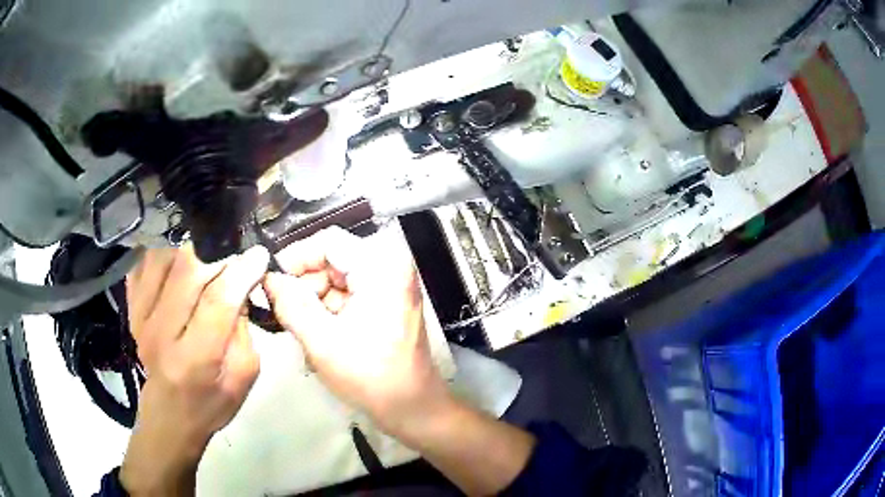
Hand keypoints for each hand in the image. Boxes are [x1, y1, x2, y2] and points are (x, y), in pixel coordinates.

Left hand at [120, 244, 268, 495]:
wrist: (169, 415)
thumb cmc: (211, 403)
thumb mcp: (243, 378)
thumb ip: (244, 331)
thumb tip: (240, 285)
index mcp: (195, 359)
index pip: (217, 302)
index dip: (240, 272)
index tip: (258, 255)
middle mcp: (161, 334)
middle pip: (186, 271)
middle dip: (216, 258)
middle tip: (231, 263)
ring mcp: (140, 318)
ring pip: (162, 259)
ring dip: (188, 256)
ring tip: (202, 268)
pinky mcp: (130, 309)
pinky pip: (143, 265)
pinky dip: (162, 258)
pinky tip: (175, 270)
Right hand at [262, 227, 453, 442]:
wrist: (412, 407)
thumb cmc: (370, 377)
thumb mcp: (321, 341)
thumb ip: (290, 305)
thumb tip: (269, 278)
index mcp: (381, 267)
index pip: (328, 241)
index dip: (295, 257)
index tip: (271, 280)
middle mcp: (389, 267)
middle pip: (332, 259)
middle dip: (304, 284)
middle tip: (282, 311)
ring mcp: (389, 285)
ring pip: (337, 278)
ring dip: (313, 300)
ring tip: (299, 328)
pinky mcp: (386, 302)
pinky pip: (347, 294)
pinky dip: (328, 310)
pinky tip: (317, 333)